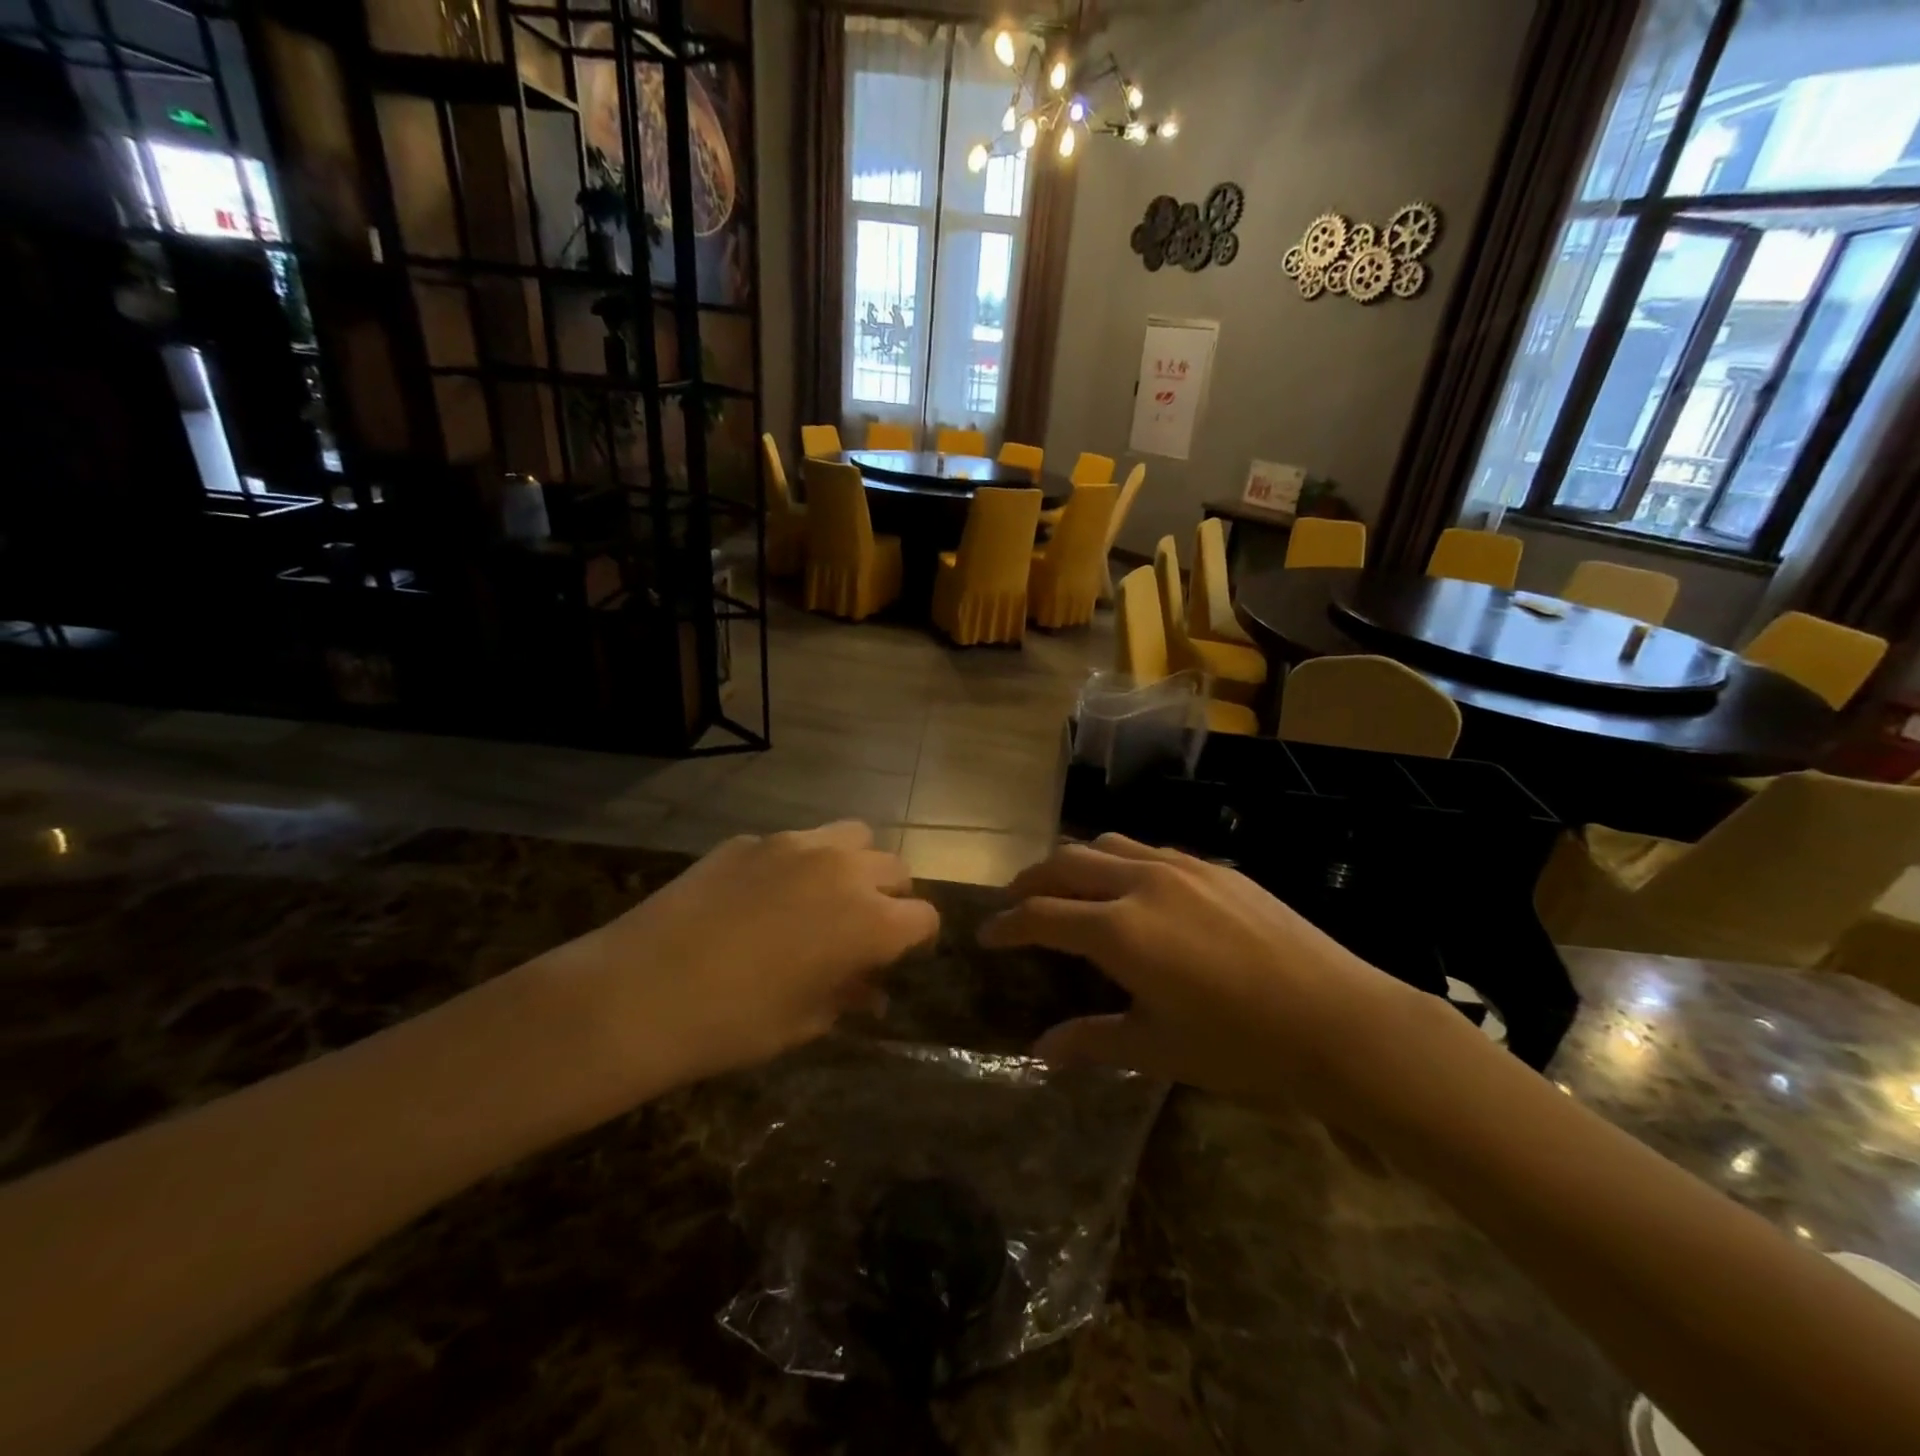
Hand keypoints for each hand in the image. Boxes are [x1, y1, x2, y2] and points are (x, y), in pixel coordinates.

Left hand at [537, 822, 937, 1101]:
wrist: (640, 992)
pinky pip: (796, 842)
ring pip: (853, 836)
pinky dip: (800, 862)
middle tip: (863, 928)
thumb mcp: (804, 1021)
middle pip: (894, 868)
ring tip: (826, 896)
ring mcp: (795, 845)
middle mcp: (843, 869)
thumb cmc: (734, 1023)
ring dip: (854, 864)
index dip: (918, 939)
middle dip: (891, 897)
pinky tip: (764, 896)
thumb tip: (870, 989)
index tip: (901, 957)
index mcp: (869, 919)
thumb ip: (848, 995)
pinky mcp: (751, 839)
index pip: (923, 917)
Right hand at [980, 834, 1418, 1112]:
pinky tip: (1132, 889)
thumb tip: (1040, 1051)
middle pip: (1065, 863)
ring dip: (1075, 861)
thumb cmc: (1240, 1046)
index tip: (985, 934)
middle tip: (1015, 902)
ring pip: (1107, 844)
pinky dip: (1121, 861)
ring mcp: (1181, 867)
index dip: (1007, 925)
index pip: (1041, 915)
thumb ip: (1092, 1041)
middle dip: (1031, 880)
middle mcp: (1141, 883)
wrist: (1339, 1020)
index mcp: (1118, 930)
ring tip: (1067, 887)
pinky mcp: (1215, 867)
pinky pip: (1150, 850)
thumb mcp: (1157, 1048)